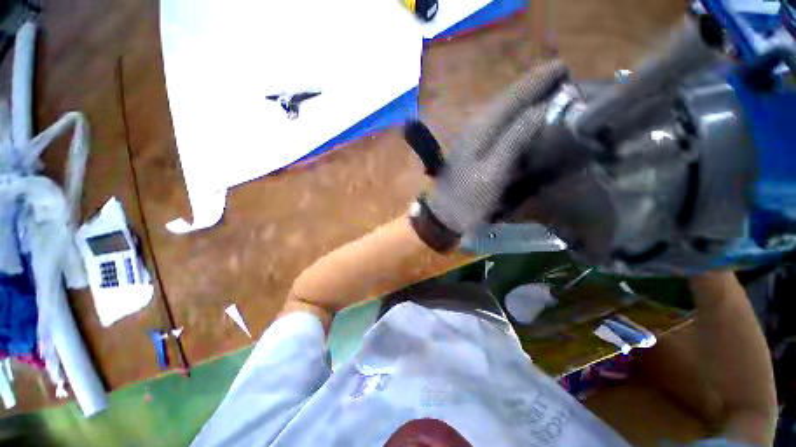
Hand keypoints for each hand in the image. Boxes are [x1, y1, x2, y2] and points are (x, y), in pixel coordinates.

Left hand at [424, 60, 568, 235]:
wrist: (444, 213)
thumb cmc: (469, 198)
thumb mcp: (494, 172)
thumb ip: (515, 139)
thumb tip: (542, 109)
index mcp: (481, 128)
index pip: (513, 96)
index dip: (538, 81)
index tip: (564, 67)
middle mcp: (476, 125)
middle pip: (508, 98)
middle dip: (534, 85)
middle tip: (563, 76)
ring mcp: (473, 136)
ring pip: (503, 108)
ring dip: (526, 97)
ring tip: (550, 90)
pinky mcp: (474, 147)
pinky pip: (499, 123)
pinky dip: (516, 114)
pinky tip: (527, 116)